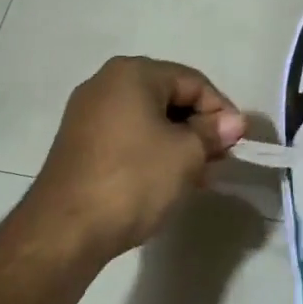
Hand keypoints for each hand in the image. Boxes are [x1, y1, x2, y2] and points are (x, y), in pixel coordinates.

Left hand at [27, 56, 245, 263]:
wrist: (65, 230)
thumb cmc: (133, 179)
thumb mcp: (186, 154)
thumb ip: (213, 132)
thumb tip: (234, 122)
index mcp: (133, 73)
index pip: (194, 82)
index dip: (222, 111)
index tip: (237, 145)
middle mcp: (106, 82)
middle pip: (170, 96)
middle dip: (199, 128)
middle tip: (219, 160)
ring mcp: (88, 113)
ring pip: (149, 118)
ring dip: (178, 142)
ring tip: (198, 175)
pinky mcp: (79, 142)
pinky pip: (128, 135)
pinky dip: (152, 151)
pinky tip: (167, 179)